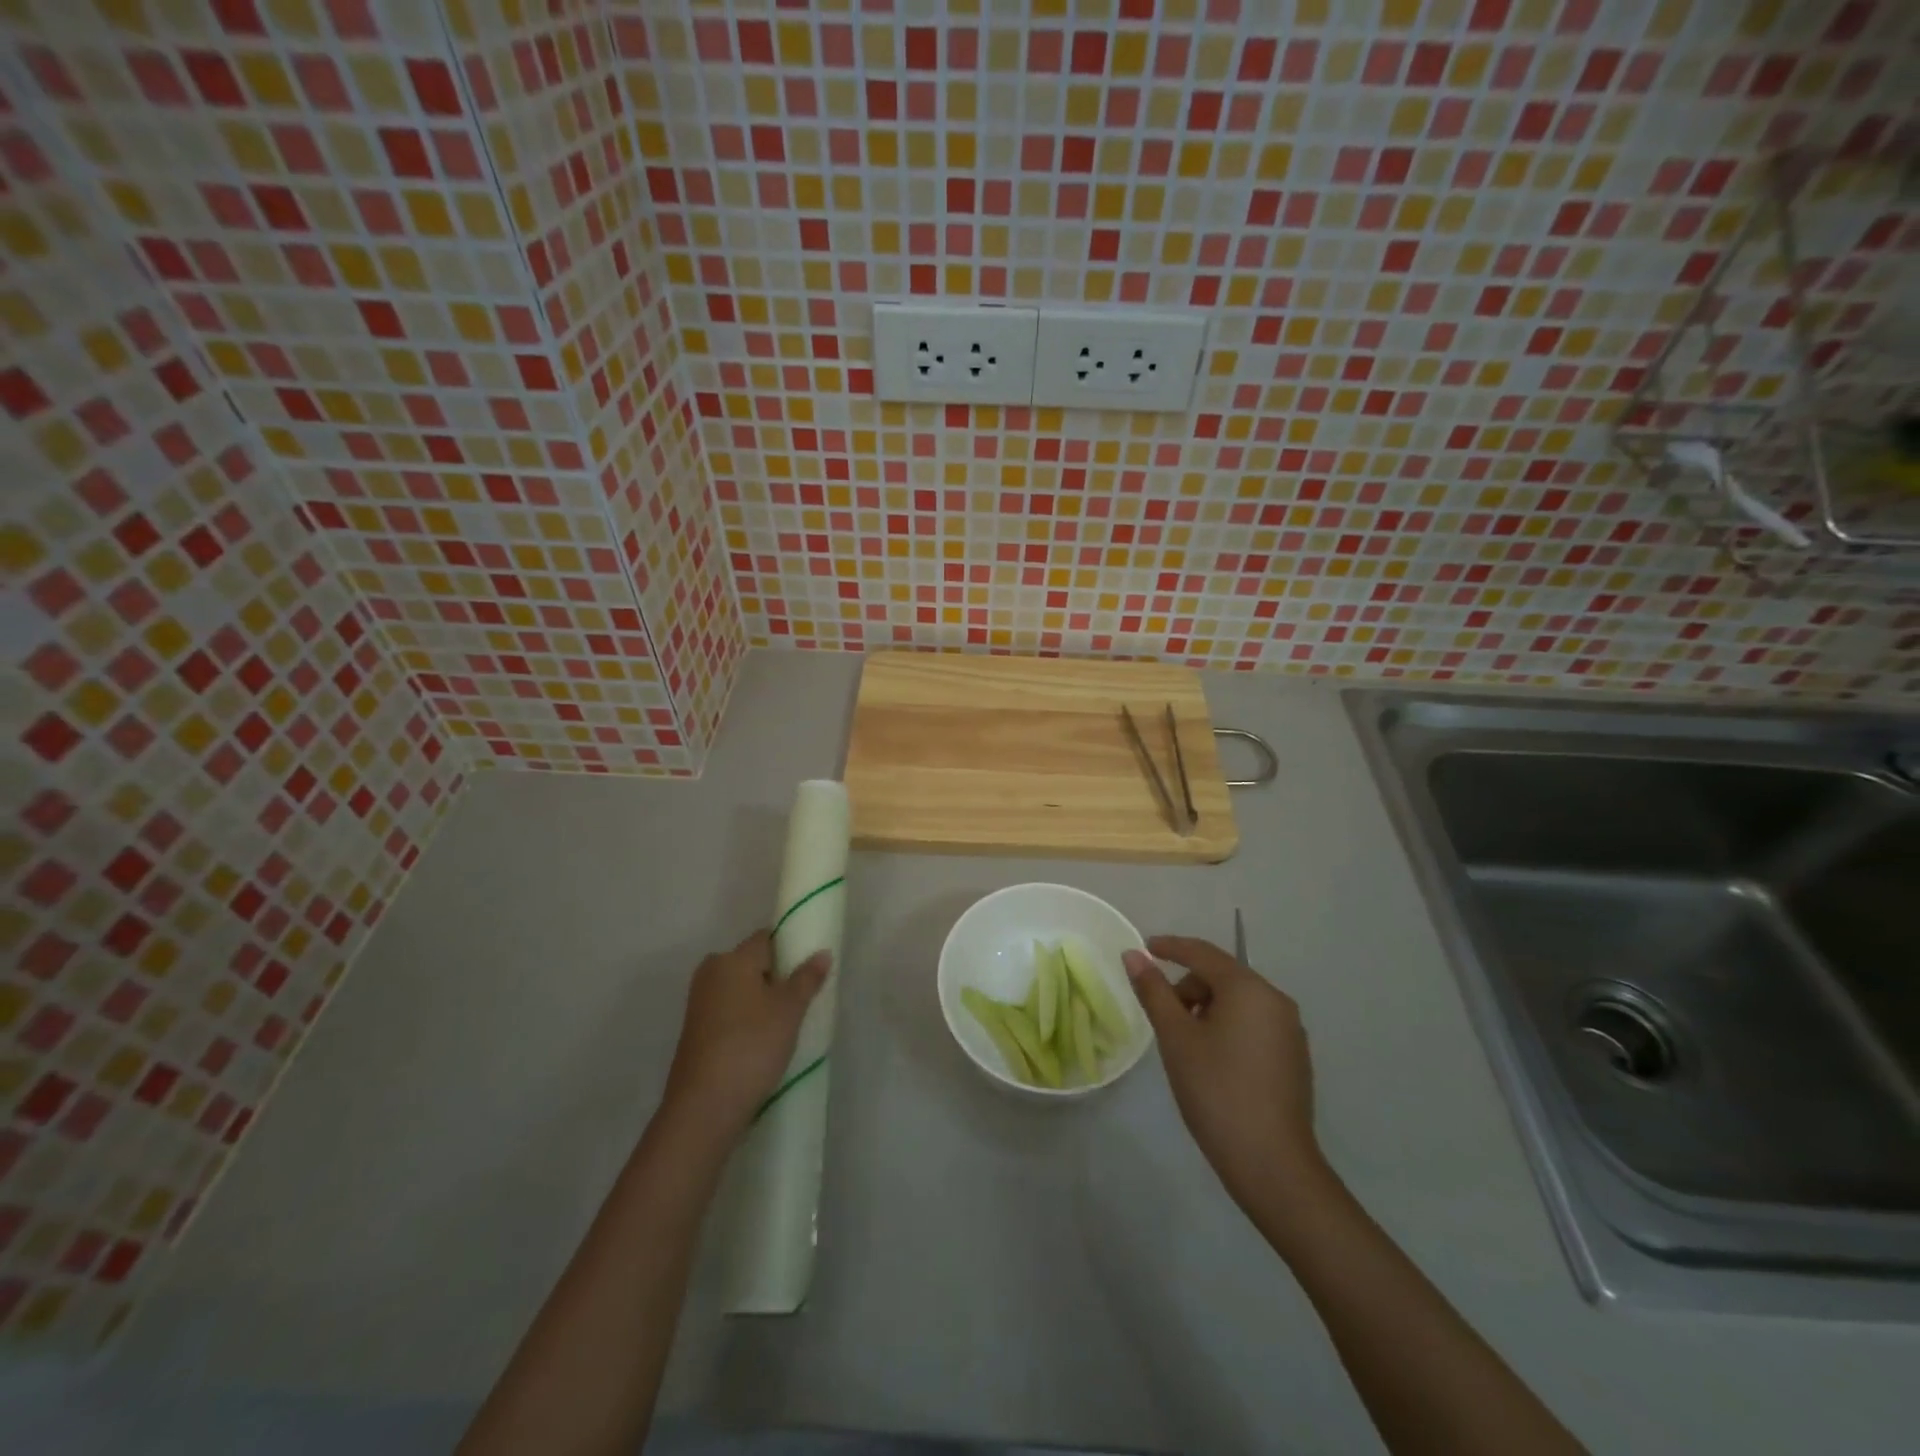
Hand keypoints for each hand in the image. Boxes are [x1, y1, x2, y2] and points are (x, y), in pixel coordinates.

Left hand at [662, 931, 829, 1141]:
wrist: (704, 1107)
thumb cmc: (751, 1046)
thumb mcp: (789, 1010)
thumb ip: (807, 978)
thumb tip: (822, 952)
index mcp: (731, 959)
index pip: (767, 937)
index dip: (791, 947)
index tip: (810, 967)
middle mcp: (711, 973)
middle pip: (752, 963)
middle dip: (777, 975)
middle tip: (803, 998)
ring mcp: (699, 1003)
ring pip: (741, 989)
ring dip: (762, 999)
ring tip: (787, 1022)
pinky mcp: (696, 1031)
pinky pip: (729, 1011)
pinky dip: (747, 1018)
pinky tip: (764, 1040)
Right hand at [1123, 936, 1327, 1212]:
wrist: (1272, 1164)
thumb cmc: (1216, 1091)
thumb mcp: (1176, 1037)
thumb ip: (1154, 991)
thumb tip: (1134, 955)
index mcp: (1248, 989)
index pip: (1203, 953)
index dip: (1170, 947)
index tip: (1145, 948)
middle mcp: (1275, 1000)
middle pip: (1222, 976)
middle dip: (1188, 987)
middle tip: (1163, 1017)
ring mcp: (1290, 1030)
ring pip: (1238, 1001)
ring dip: (1207, 1008)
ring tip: (1185, 1044)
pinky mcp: (1294, 1058)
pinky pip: (1253, 1024)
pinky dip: (1227, 1027)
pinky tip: (1213, 1061)